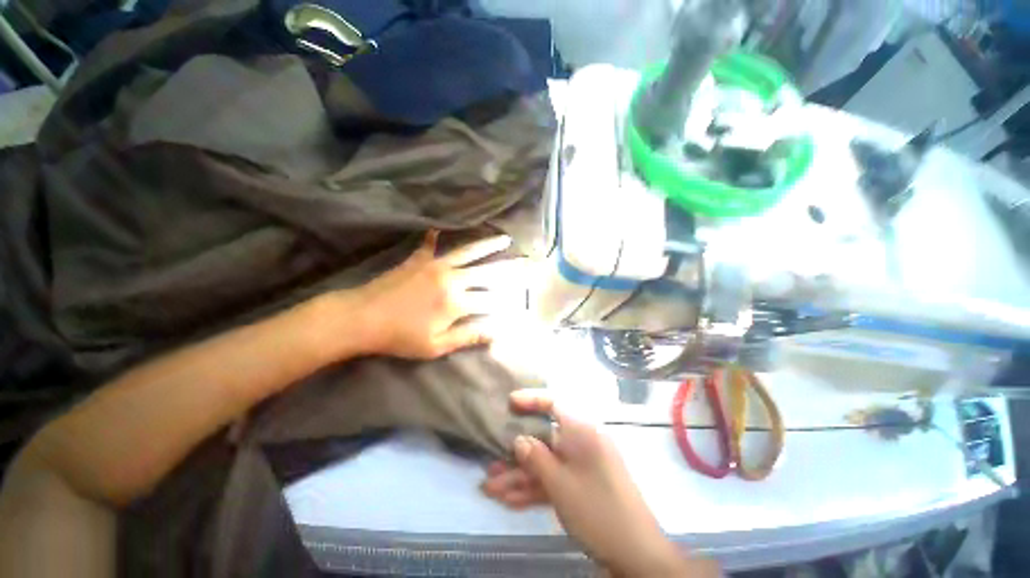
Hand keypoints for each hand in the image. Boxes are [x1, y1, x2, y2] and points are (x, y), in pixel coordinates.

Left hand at [342, 231, 525, 359]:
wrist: (361, 318)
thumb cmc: (399, 337)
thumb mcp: (436, 346)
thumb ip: (468, 337)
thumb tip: (496, 333)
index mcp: (456, 302)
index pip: (491, 301)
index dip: (507, 302)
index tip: (522, 300)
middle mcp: (452, 279)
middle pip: (487, 272)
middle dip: (510, 269)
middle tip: (526, 262)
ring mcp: (435, 265)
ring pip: (468, 252)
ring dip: (488, 245)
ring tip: (505, 238)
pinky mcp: (419, 259)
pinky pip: (431, 244)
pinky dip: (436, 236)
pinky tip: (439, 226)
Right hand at [482, 391, 717, 577]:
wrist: (636, 554)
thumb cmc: (597, 509)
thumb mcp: (560, 483)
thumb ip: (536, 458)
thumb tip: (519, 439)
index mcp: (582, 431)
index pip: (555, 404)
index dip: (531, 400)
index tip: (509, 402)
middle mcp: (582, 443)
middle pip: (544, 440)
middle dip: (516, 455)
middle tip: (490, 463)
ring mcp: (582, 466)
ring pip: (546, 464)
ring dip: (519, 476)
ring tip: (489, 488)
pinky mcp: (581, 486)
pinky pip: (554, 480)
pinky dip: (534, 489)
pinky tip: (509, 501)